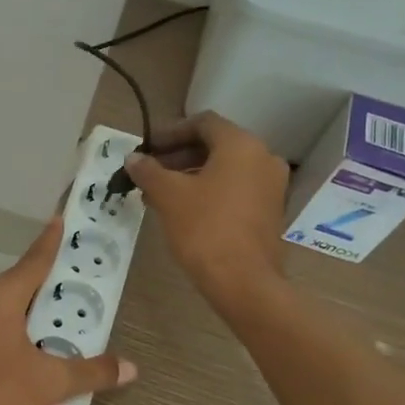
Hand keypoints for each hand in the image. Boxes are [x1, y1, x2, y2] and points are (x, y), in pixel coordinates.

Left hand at [0, 216, 136, 404]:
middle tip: (80, 281)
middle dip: (51, 281)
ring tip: (63, 318)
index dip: (52, 239)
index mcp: (2, 296)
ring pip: (8, 302)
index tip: (62, 217)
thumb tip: (130, 368)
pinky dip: (17, 322)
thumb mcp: (49, 383)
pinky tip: (33, 345)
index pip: (35, 259)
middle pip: (23, 280)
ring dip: (34, 307)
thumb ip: (90, 372)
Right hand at [125, 112, 289, 303]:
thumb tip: (133, 158)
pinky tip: (182, 209)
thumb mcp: (168, 195)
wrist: (243, 282)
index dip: (171, 132)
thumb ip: (148, 170)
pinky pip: (235, 188)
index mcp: (241, 145)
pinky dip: (209, 190)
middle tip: (149, 170)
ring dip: (190, 174)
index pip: (203, 123)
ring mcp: (271, 186)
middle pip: (214, 145)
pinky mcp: (270, 211)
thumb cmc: (204, 228)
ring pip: (224, 169)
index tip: (147, 148)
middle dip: (178, 155)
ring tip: (158, 193)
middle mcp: (263, 158)